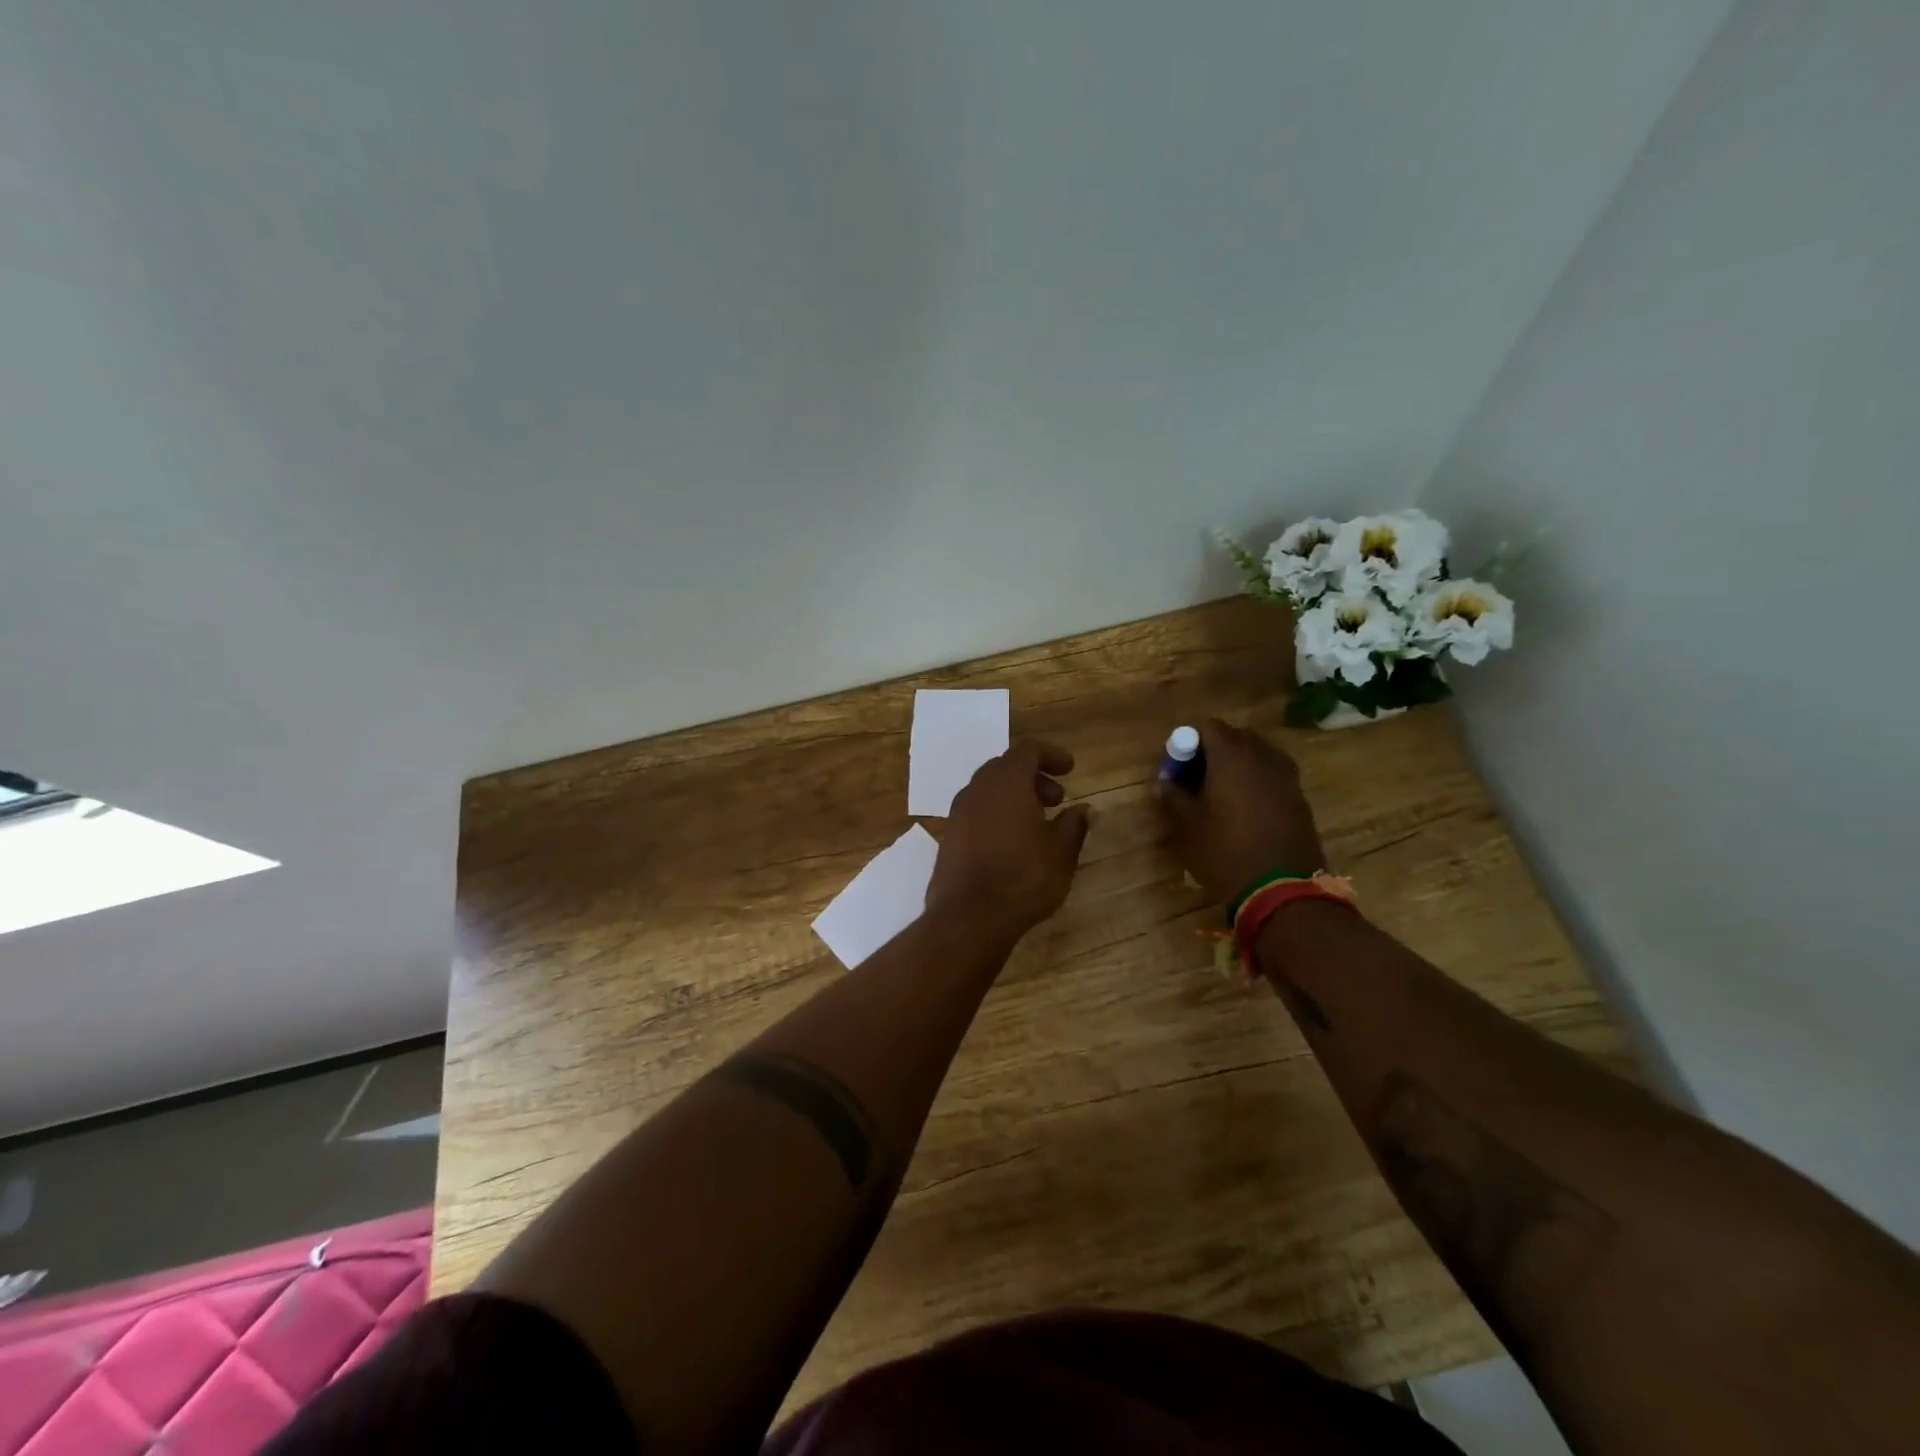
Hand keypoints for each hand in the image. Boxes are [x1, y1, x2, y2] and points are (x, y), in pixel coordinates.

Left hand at [926, 739, 1090, 938]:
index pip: (1028, 750)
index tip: (1070, 769)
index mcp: (1006, 782)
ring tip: (1038, 823)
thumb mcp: (1060, 853)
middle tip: (1056, 800)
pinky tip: (1013, 842)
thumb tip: (1084, 810)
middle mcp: (978, 789)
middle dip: (1034, 777)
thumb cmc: (1022, 878)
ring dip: (1014, 796)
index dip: (1051, 755)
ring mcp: (958, 812)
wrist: (968, 917)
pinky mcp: (949, 836)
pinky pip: (977, 811)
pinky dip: (997, 813)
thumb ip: (1073, 826)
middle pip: (1006, 767)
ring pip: (989, 789)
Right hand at [1157, 718, 1324, 902]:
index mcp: (1232, 755)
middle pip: (1233, 736)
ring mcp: (1286, 775)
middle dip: (1211, 751)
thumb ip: (1172, 796)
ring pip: (1255, 755)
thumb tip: (1164, 781)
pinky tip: (1243, 810)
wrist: (1283, 890)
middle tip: (1194, 779)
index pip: (1206, 726)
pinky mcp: (1298, 796)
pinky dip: (1254, 781)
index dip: (1187, 741)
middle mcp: (1262, 756)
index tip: (1177, 767)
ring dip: (1235, 765)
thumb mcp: (1188, 826)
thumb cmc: (1226, 851)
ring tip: (1219, 794)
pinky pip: (1271, 774)